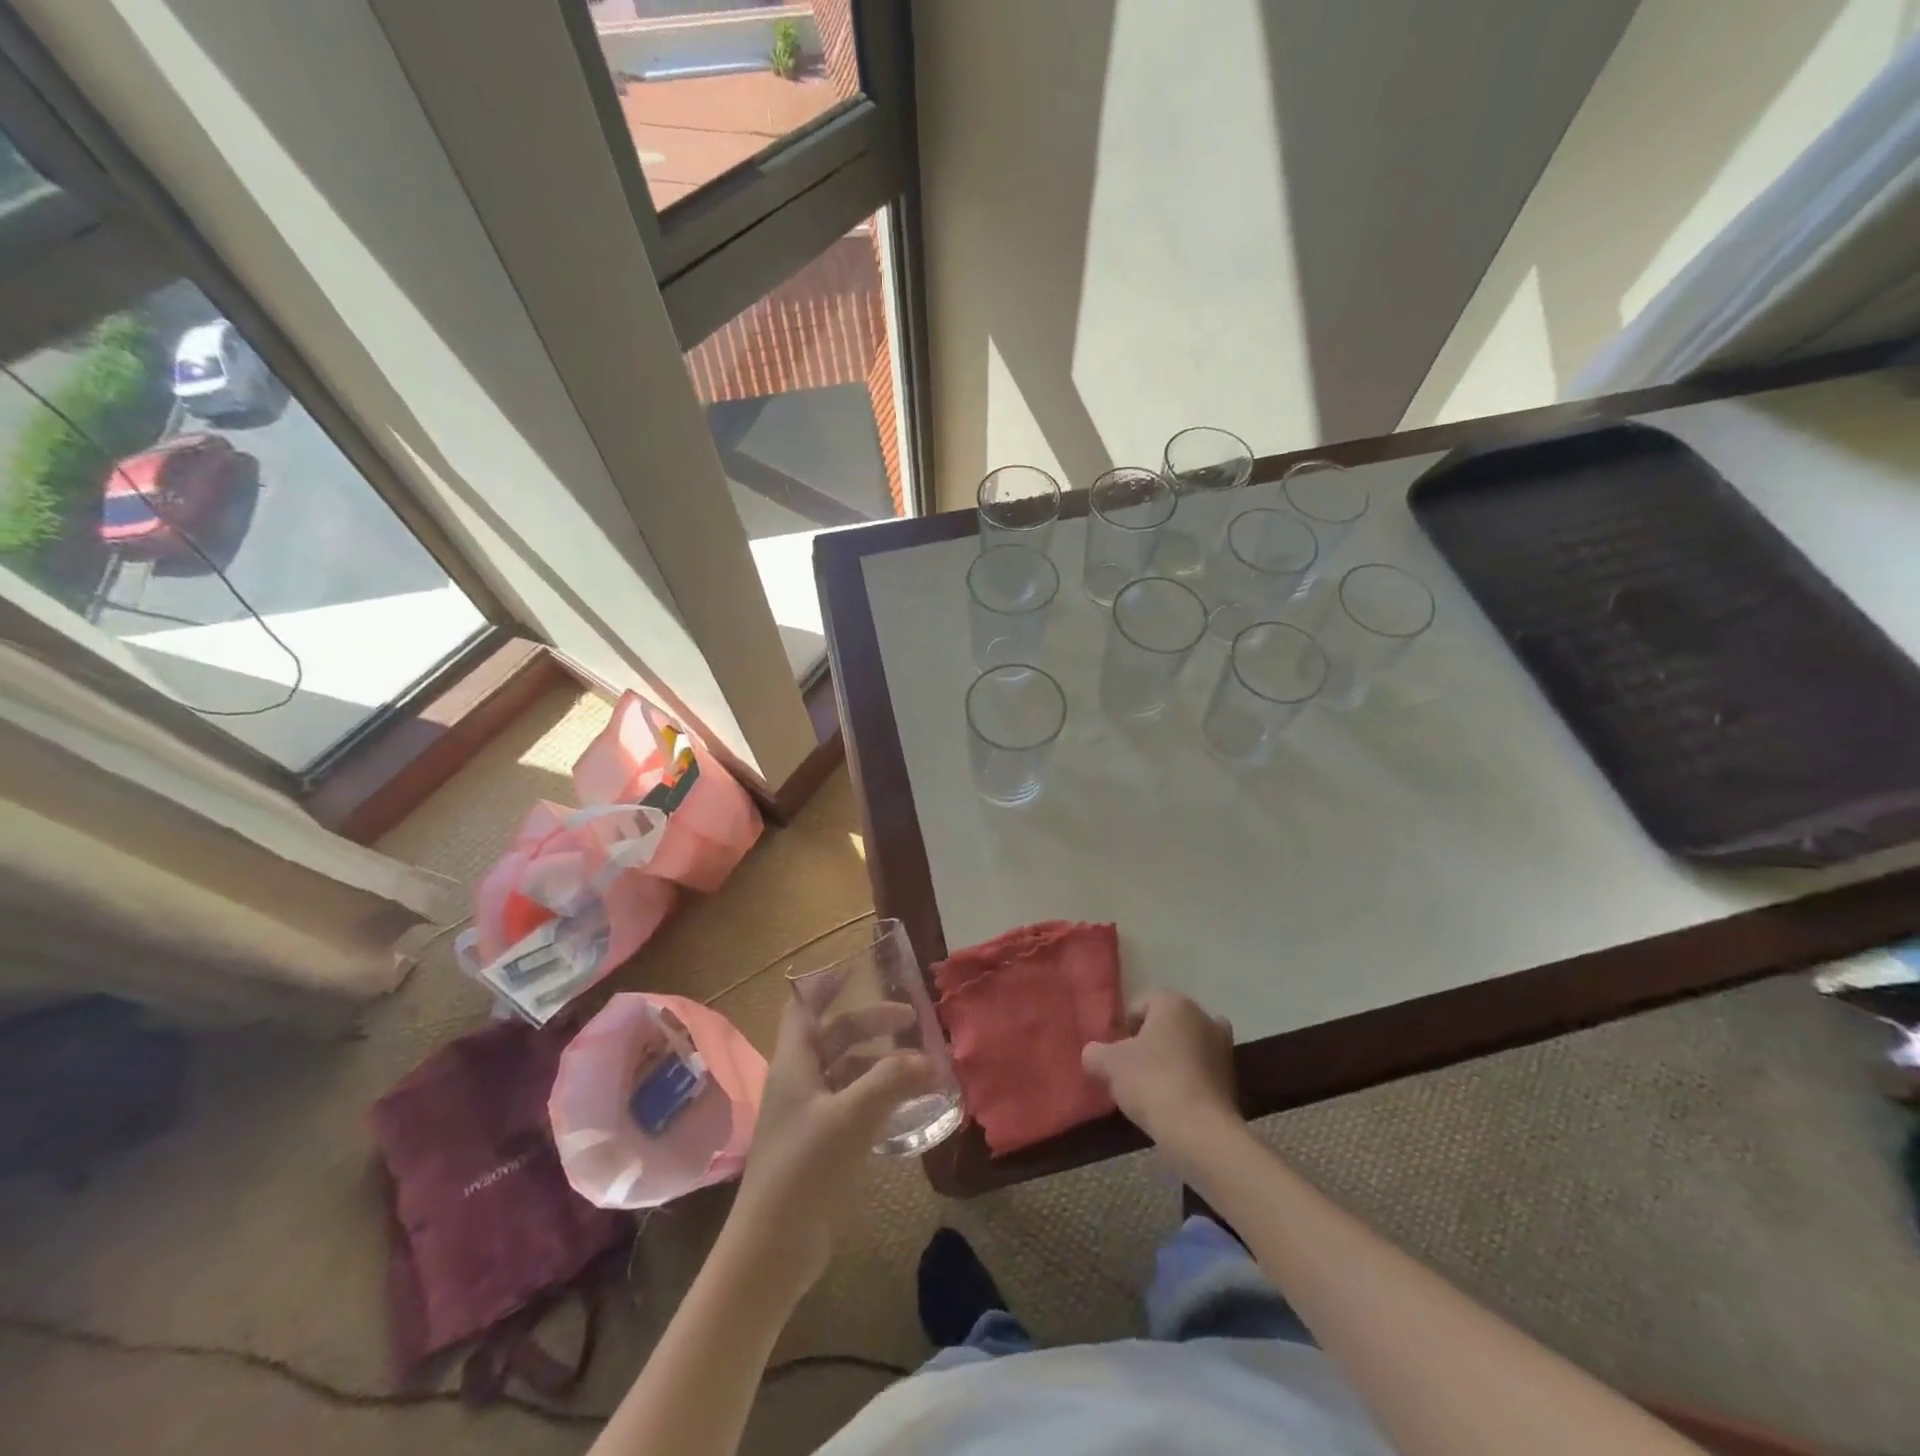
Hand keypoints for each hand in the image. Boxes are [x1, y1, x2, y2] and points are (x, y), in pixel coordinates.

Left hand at [725, 999, 936, 1294]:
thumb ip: (891, 1082)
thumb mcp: (851, 1118)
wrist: (772, 1250)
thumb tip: (931, 1060)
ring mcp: (809, 1115)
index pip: (804, 1008)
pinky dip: (878, 1094)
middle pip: (835, 1037)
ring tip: (917, 1063)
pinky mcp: (821, 1145)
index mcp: (794, 1064)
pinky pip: (852, 1103)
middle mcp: (799, 1081)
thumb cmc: (804, 1170)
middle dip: (870, 1023)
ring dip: (878, 1061)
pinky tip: (905, 1103)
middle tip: (911, 1022)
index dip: (826, 985)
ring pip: (846, 1071)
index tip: (860, 969)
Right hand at [1082, 992, 1237, 1145]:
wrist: (1201, 1132)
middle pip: (1164, 1025)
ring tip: (1152, 1090)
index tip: (1116, 1056)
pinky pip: (1201, 1070)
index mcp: (1173, 1002)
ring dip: (1170, 1061)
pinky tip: (1174, 1102)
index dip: (1123, 1030)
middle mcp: (1202, 1015)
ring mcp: (1223, 1046)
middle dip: (1148, 1043)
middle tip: (1131, 1071)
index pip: (1139, 1005)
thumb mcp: (1109, 1065)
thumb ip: (1095, 1053)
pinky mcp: (1233, 1077)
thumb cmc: (1152, 1083)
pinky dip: (1188, 1079)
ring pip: (1185, 1046)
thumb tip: (1093, 1054)